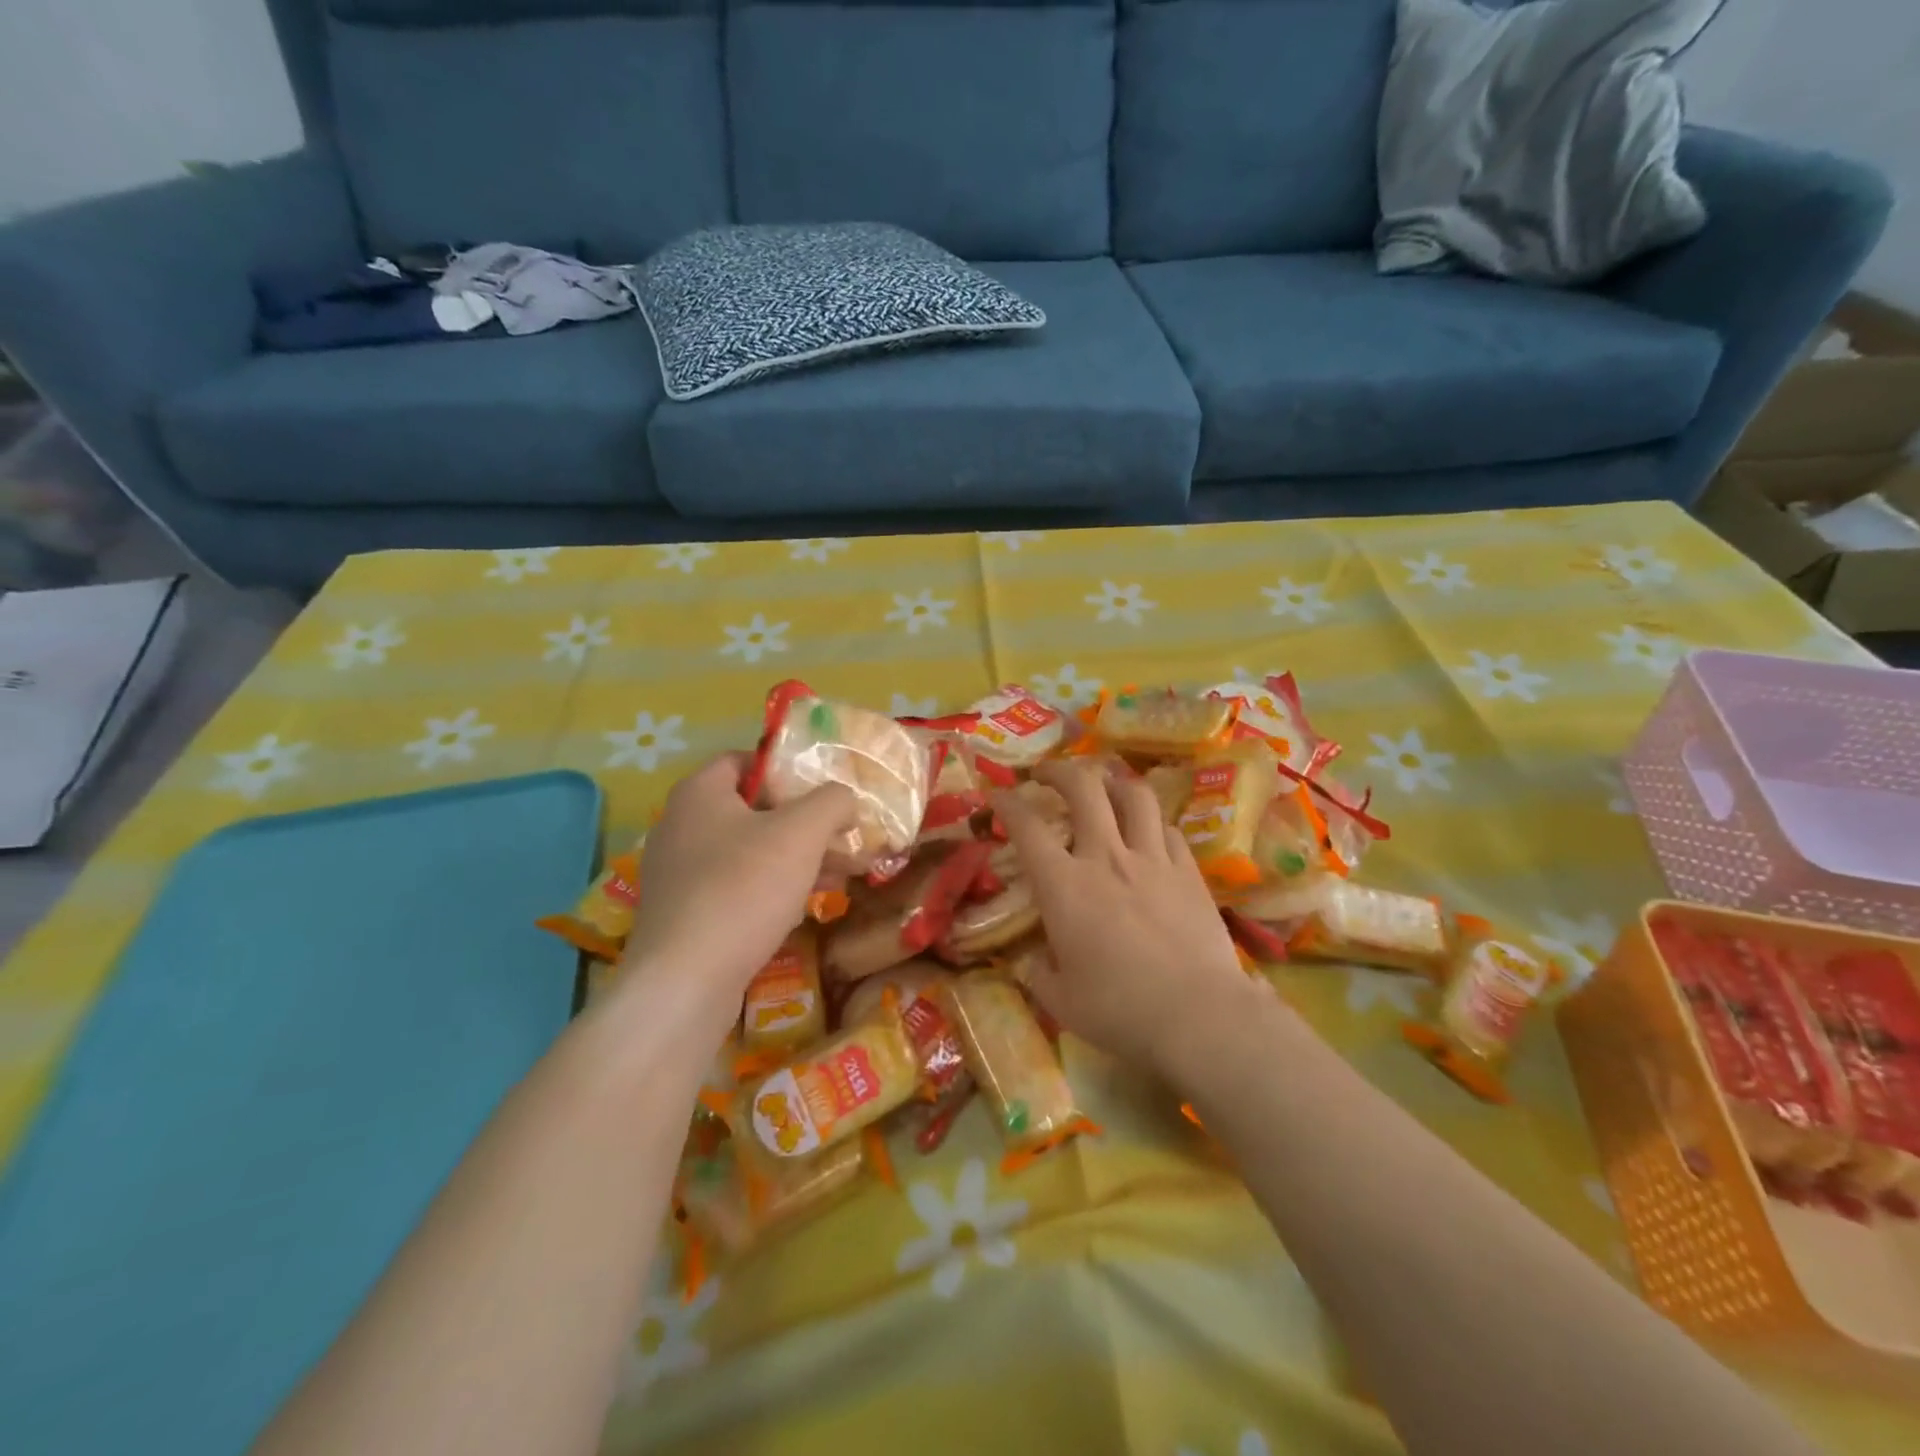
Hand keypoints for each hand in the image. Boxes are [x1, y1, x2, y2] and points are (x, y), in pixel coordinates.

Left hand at [615, 754, 854, 1040]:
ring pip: (749, 853)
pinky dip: (773, 890)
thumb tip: (844, 800)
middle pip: (752, 809)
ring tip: (842, 873)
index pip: (744, 760)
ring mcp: (679, 874)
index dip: (786, 769)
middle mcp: (681, 827)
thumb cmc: (744, 888)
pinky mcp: (685, 915)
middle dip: (804, 822)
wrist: (685, 981)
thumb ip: (831, 802)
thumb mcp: (802, 832)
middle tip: (843, 837)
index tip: (822, 791)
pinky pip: (736, 888)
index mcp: (699, 794)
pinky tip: (807, 907)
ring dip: (797, 858)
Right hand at [995, 759, 1263, 1077]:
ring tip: (1102, 788)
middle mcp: (1106, 857)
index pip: (1027, 827)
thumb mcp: (1061, 1001)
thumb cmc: (1120, 1010)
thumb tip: (1035, 961)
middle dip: (1059, 771)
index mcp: (1064, 886)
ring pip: (1134, 795)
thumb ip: (1041, 973)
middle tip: (1046, 775)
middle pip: (1083, 788)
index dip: (1006, 803)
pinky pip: (1168, 829)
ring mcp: (1153, 859)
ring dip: (1112, 783)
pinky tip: (1147, 833)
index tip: (996, 795)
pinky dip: (1151, 823)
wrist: (1199, 1016)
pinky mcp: (1189, 872)